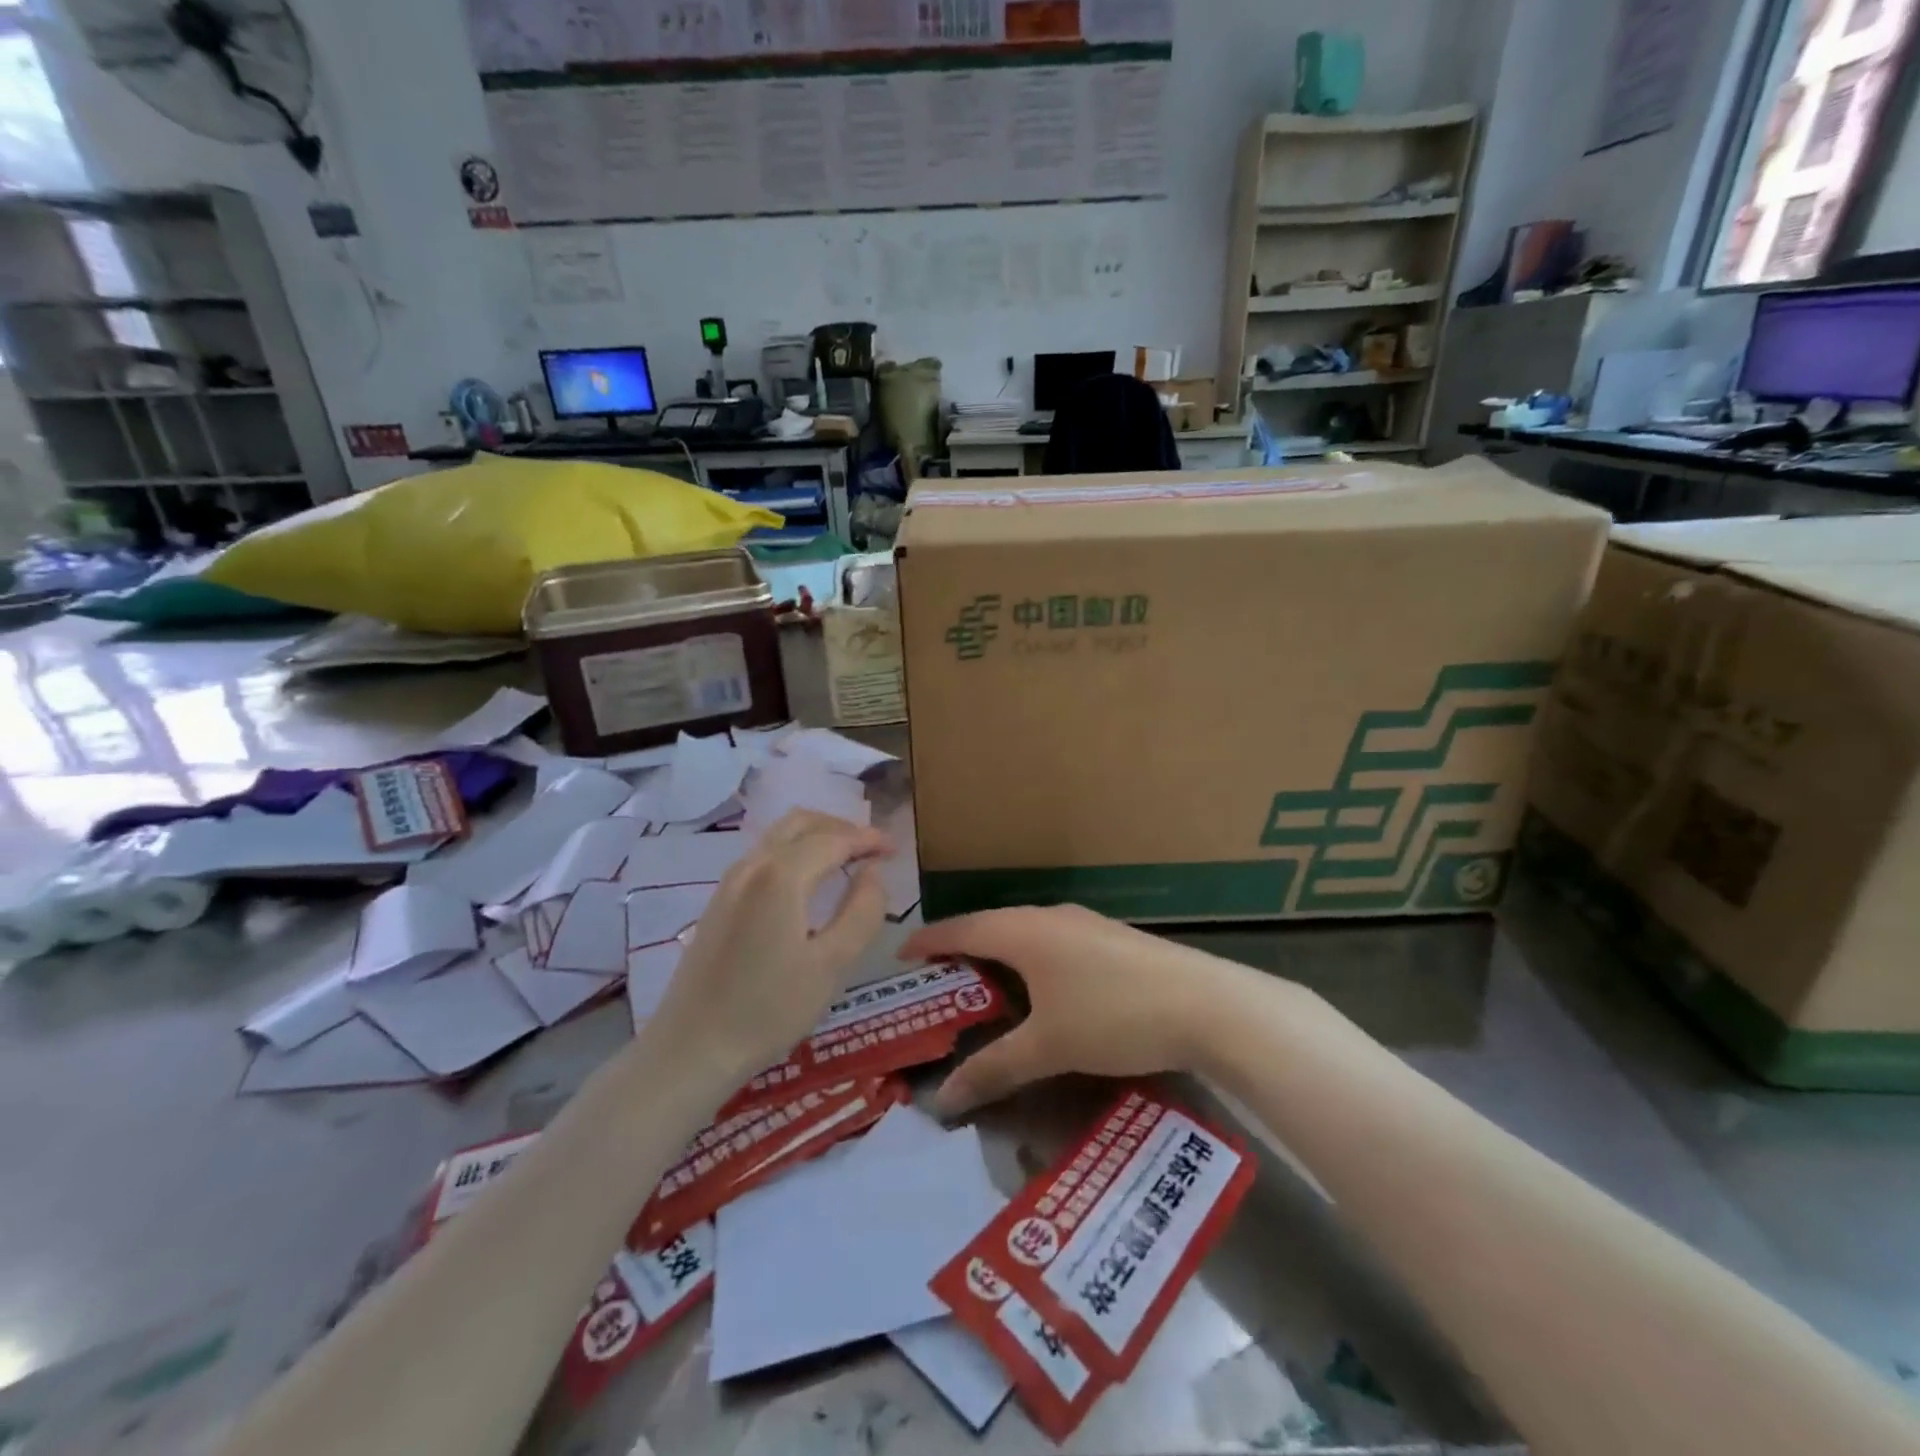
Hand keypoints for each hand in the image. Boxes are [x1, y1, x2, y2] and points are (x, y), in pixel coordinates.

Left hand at [648, 811, 890, 1081]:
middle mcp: (752, 865)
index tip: (895, 850)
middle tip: (872, 850)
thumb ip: (862, 911)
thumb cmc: (769, 1010)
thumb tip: (873, 873)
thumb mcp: (833, 965)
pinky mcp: (719, 900)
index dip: (868, 839)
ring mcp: (730, 881)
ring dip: (816, 836)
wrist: (692, 1048)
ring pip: (779, 835)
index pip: (834, 838)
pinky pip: (764, 855)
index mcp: (781, 876)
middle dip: (841, 828)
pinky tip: (808, 881)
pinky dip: (794, 851)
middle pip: (802, 822)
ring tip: (847, 860)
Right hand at [900, 904, 1240, 1115]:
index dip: (927, 941)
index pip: (961, 928)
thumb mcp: (1049, 1047)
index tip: (900, 958)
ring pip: (1024, 934)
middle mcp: (1049, 916)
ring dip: (998, 957)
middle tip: (936, 984)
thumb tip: (943, 1098)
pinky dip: (1029, 961)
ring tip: (980, 989)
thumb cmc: (1113, 1016)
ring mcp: (1084, 924)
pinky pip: (1052, 942)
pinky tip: (1038, 991)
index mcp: (1024, 931)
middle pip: (991, 927)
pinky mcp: (1109, 939)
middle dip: (960, 951)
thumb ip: (994, 1069)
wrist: (1205, 1003)